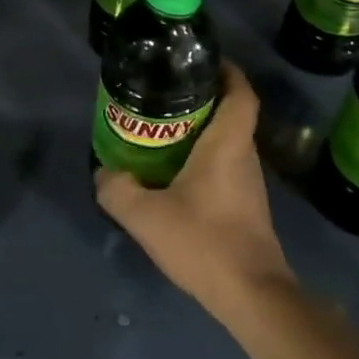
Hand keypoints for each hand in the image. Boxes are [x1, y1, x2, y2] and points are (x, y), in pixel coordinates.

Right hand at [94, 62, 296, 330]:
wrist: (253, 298)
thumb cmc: (205, 242)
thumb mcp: (146, 216)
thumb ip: (118, 190)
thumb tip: (104, 173)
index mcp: (228, 144)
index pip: (240, 92)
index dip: (227, 71)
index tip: (202, 60)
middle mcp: (244, 156)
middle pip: (230, 113)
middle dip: (202, 98)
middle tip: (165, 93)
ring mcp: (249, 184)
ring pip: (227, 142)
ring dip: (201, 131)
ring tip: (162, 130)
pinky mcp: (247, 208)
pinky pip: (225, 167)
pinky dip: (203, 159)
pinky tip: (174, 175)